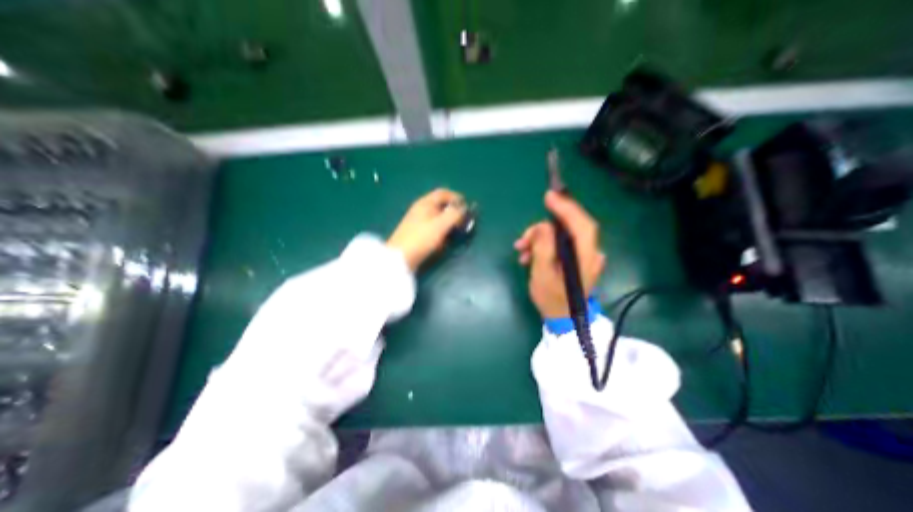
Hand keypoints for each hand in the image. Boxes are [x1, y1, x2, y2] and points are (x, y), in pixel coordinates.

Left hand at [388, 188, 465, 271]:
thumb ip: (454, 214)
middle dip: (454, 212)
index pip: (443, 193)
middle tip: (464, 221)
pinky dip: (441, 231)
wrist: (400, 258)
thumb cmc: (421, 238)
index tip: (467, 207)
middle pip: (441, 205)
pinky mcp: (417, 233)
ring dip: (448, 223)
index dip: (456, 197)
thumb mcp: (440, 225)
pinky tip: (445, 240)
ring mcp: (418, 222)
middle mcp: (421, 209)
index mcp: (425, 203)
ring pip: (437, 218)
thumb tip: (465, 208)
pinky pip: (433, 228)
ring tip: (456, 231)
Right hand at [513, 193, 605, 319]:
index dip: (566, 208)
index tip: (548, 197)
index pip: (581, 224)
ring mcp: (584, 256)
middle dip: (543, 229)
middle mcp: (590, 253)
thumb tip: (543, 226)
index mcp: (585, 257)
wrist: (564, 320)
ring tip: (521, 251)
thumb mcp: (542, 274)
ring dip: (539, 240)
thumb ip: (543, 247)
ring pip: (561, 236)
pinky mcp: (577, 259)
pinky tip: (529, 256)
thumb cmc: (552, 300)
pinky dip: (544, 246)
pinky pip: (560, 244)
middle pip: (569, 228)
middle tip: (523, 238)